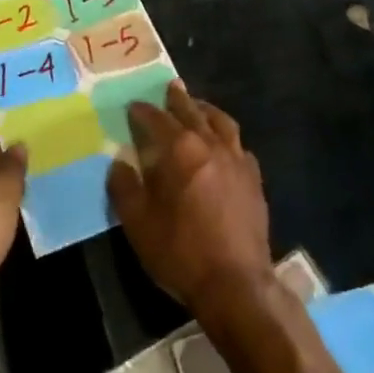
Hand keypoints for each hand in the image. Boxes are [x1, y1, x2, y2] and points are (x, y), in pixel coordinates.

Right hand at [107, 82, 272, 318]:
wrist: (236, 285)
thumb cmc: (181, 252)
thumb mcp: (139, 224)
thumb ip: (125, 188)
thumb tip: (119, 162)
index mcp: (180, 149)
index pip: (157, 119)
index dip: (142, 111)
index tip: (133, 106)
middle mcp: (210, 144)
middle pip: (192, 111)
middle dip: (177, 99)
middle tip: (170, 87)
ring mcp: (237, 160)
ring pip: (221, 122)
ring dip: (206, 111)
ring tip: (197, 107)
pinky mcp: (254, 180)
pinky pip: (240, 147)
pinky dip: (227, 139)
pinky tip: (224, 146)